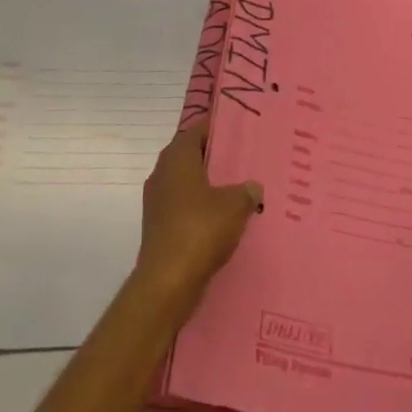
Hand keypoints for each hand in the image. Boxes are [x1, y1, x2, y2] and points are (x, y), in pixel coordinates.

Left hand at [135, 121, 261, 300]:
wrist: (167, 283)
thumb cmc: (200, 230)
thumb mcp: (234, 205)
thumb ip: (247, 191)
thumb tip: (254, 187)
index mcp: (177, 157)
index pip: (198, 130)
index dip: (219, 128)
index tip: (241, 131)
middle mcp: (163, 173)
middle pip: (193, 156)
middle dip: (218, 158)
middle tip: (246, 160)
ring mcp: (158, 201)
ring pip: (189, 184)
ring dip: (210, 186)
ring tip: (241, 190)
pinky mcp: (160, 227)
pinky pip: (185, 207)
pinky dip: (203, 209)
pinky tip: (225, 219)